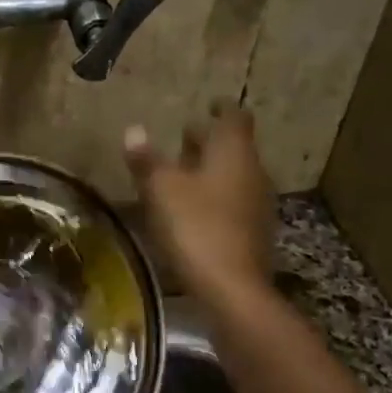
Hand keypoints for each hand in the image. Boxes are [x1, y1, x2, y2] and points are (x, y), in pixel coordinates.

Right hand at [124, 106, 275, 304]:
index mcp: (233, 153)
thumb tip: (134, 130)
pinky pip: (233, 202)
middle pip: (234, 147)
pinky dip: (214, 197)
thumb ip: (147, 160)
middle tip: (184, 138)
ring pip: (233, 176)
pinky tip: (192, 210)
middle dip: (210, 141)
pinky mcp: (253, 233)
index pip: (233, 117)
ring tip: (182, 175)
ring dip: (211, 171)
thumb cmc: (195, 227)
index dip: (220, 108)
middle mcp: (253, 172)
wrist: (232, 288)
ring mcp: (257, 204)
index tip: (207, 104)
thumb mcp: (161, 190)